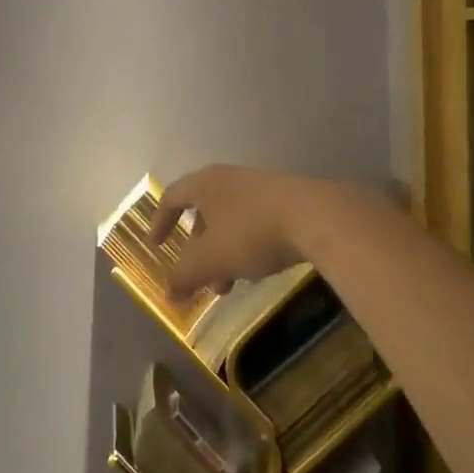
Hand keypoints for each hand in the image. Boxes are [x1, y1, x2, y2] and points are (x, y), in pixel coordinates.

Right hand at [148, 166, 315, 300]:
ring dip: (223, 255)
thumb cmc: (251, 232)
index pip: (172, 197)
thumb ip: (184, 276)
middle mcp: (229, 179)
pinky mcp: (286, 200)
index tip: (156, 246)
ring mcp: (260, 188)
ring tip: (231, 286)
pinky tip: (260, 270)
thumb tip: (168, 293)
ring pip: (230, 222)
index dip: (160, 222)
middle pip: (203, 213)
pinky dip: (247, 247)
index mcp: (205, 184)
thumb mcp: (210, 260)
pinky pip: (254, 223)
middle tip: (201, 279)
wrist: (317, 217)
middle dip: (198, 251)